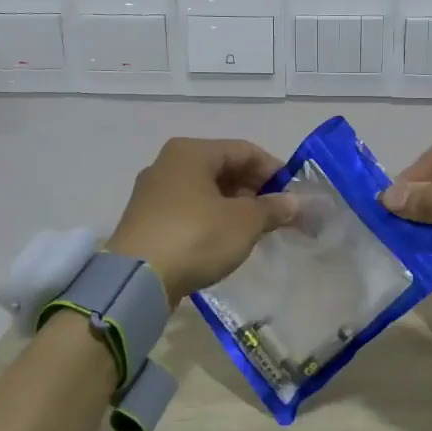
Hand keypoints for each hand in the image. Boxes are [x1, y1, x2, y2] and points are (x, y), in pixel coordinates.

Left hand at [107, 138, 297, 300]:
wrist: (137, 280)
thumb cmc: (196, 237)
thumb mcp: (244, 222)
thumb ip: (272, 208)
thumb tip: (292, 202)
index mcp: (192, 152)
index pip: (245, 150)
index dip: (275, 170)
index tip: (295, 196)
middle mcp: (169, 164)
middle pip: (224, 169)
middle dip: (255, 190)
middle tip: (279, 215)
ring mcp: (153, 193)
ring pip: (206, 191)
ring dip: (236, 206)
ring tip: (257, 230)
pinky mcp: (147, 220)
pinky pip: (190, 211)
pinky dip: (213, 219)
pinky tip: (227, 240)